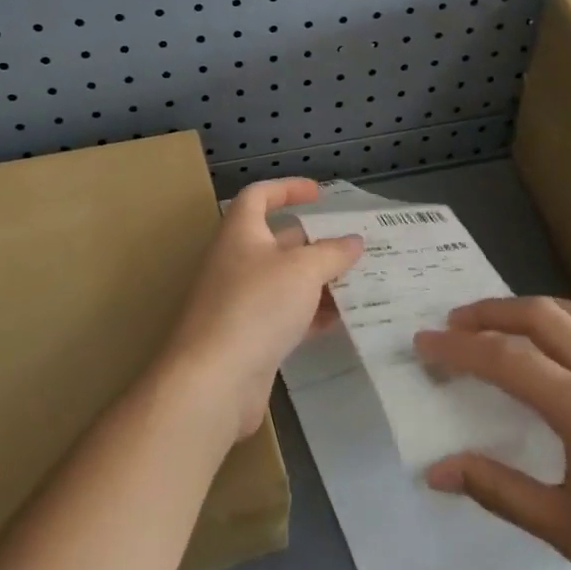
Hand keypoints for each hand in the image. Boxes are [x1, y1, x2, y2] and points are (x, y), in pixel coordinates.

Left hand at [161, 179, 363, 444]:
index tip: (320, 194)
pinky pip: (284, 316)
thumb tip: (353, 241)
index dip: (287, 188)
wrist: (213, 381)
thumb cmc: (256, 307)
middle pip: (277, 242)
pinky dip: (310, 315)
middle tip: (352, 247)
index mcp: (240, 234)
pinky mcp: (248, 338)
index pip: (259, 196)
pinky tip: (340, 322)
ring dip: (318, 282)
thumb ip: (332, 253)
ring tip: (358, 284)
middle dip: (314, 243)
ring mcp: (240, 302)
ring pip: (285, 282)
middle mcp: (236, 262)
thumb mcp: (303, 271)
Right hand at [415, 297, 570, 569]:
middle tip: (453, 323)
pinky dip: (567, 321)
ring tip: (498, 323)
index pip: (507, 360)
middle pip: (540, 317)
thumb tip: (436, 471)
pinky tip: (560, 343)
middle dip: (490, 313)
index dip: (458, 349)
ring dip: (529, 309)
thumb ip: (499, 490)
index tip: (423, 343)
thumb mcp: (568, 531)